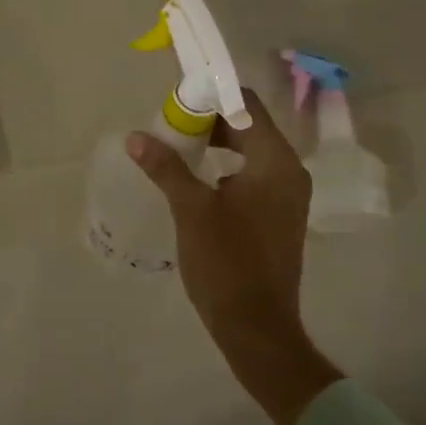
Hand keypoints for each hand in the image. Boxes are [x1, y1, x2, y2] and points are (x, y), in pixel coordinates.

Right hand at [129, 93, 341, 424]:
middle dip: (209, 121)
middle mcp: (289, 171)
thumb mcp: (191, 210)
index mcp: (275, 161)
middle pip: (249, 126)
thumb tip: (136, 137)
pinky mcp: (280, 215)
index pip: (245, 105)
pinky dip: (227, 168)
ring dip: (216, 145)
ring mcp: (288, 195)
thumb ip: (166, 167)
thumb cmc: (226, 263)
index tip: (176, 100)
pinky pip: (253, 175)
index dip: (211, 96)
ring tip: (177, 149)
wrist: (257, 328)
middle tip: (170, 125)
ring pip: (250, 152)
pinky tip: (196, 180)